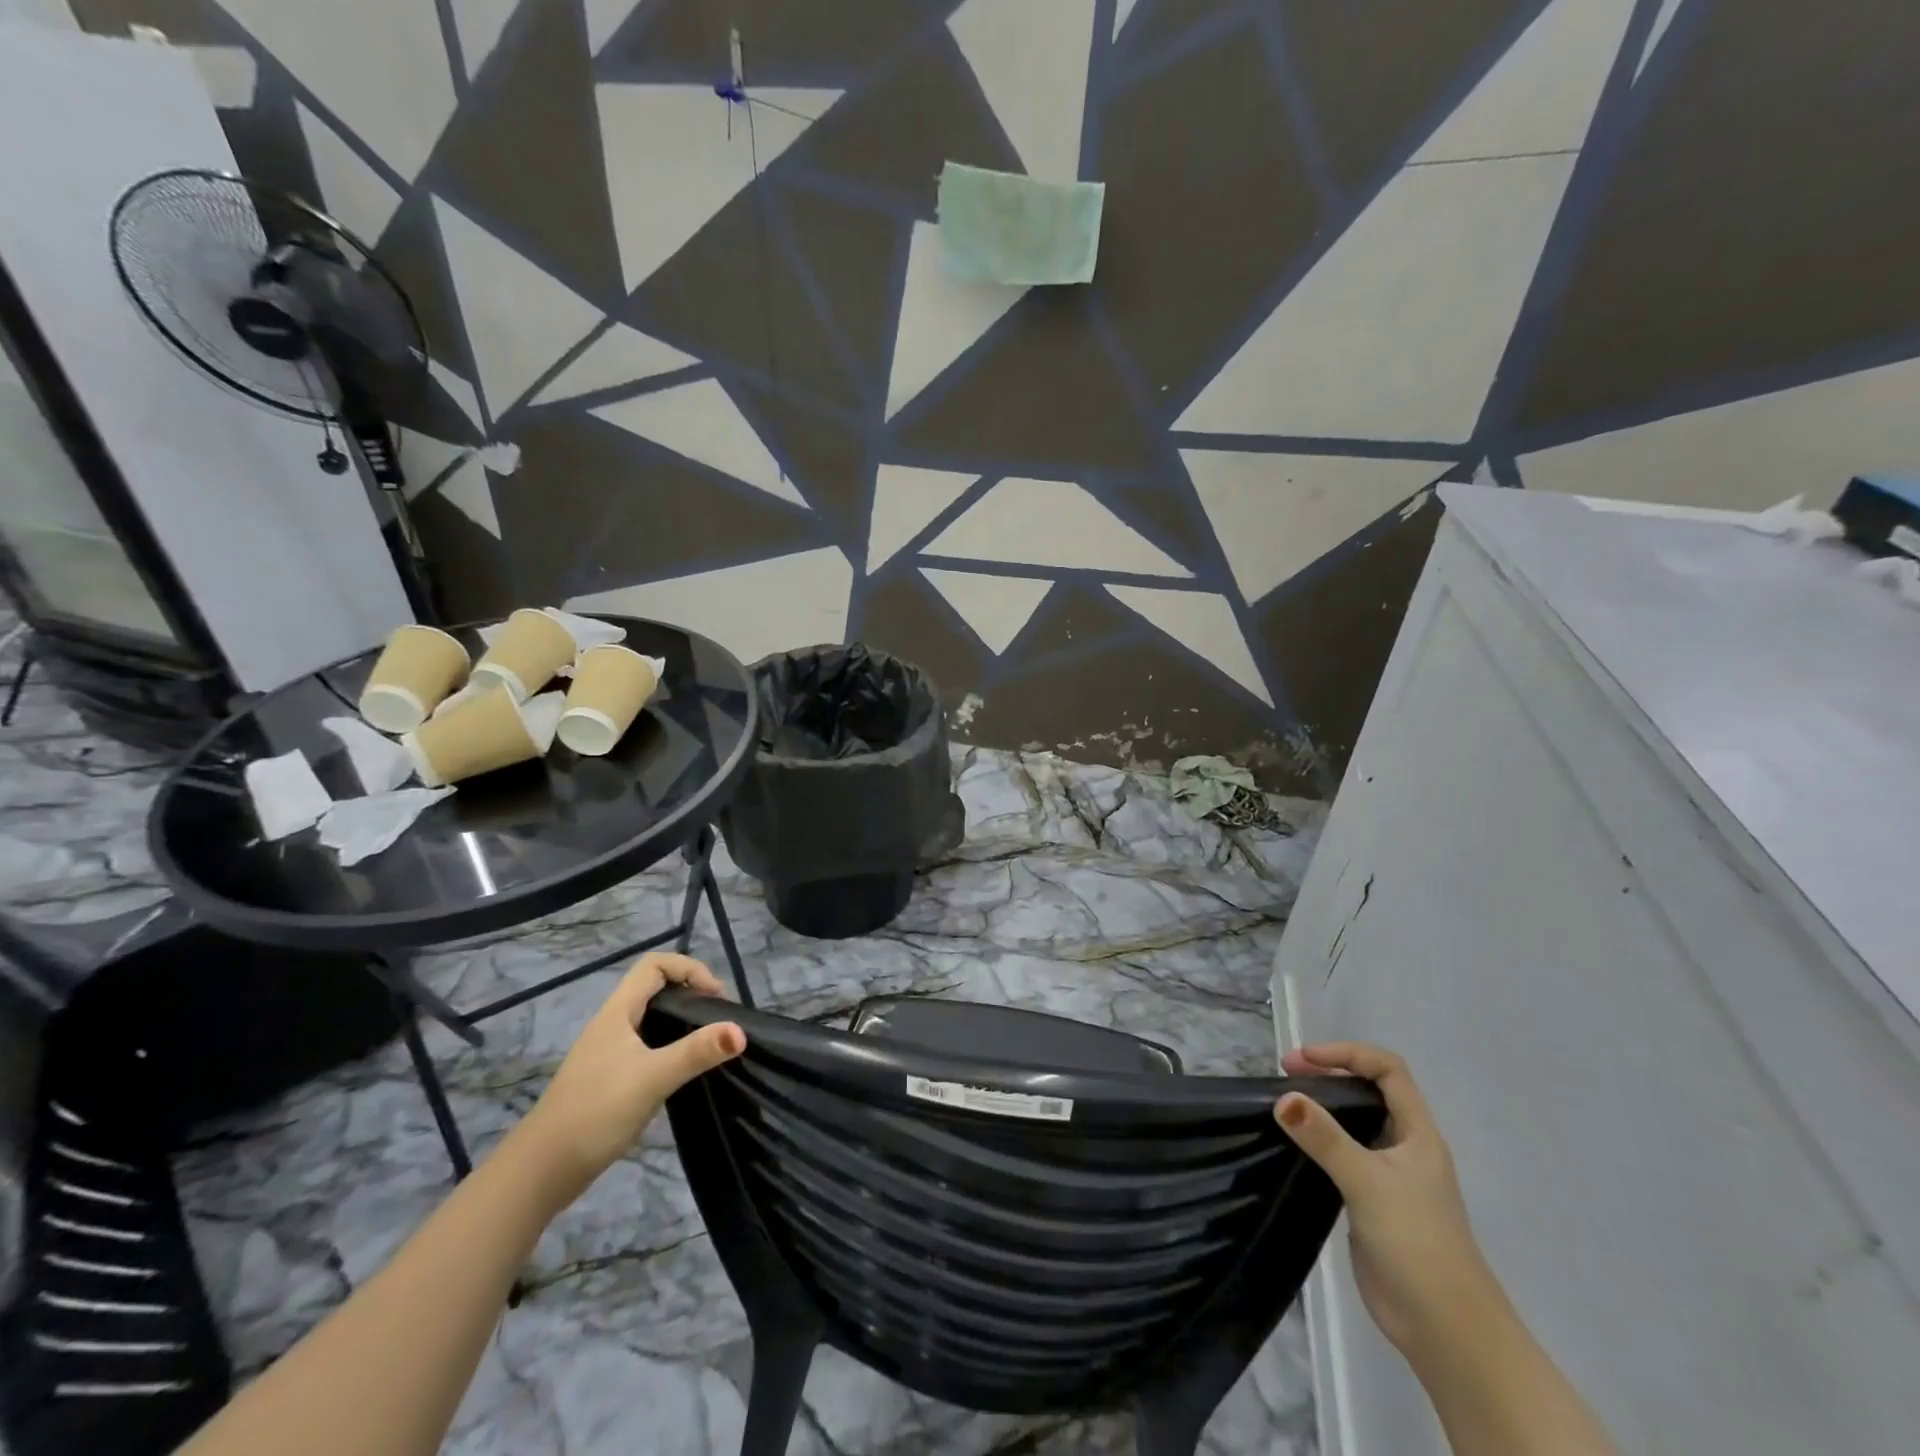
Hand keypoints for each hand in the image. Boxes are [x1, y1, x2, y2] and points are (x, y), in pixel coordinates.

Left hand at [514, 953, 743, 1203]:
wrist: (541, 1171)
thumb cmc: (596, 1112)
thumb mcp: (652, 1078)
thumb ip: (697, 1052)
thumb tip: (741, 1030)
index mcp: (617, 1012)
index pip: (655, 965)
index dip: (689, 969)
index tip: (716, 997)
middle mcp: (612, 1024)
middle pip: (655, 988)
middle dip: (691, 993)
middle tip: (719, 1019)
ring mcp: (608, 1052)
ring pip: (652, 1018)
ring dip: (682, 1021)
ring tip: (709, 1043)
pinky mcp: (609, 1078)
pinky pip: (647, 1045)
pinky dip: (671, 1047)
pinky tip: (683, 1072)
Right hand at [1276, 1042, 1501, 1358]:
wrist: (1446, 1330)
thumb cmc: (1418, 1244)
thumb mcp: (1368, 1182)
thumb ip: (1325, 1138)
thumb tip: (1283, 1098)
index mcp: (1418, 1133)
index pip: (1387, 1070)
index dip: (1346, 1054)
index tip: (1302, 1060)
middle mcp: (1404, 1147)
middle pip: (1369, 1091)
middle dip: (1329, 1074)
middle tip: (1285, 1075)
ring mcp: (1388, 1176)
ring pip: (1353, 1123)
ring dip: (1321, 1107)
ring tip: (1283, 1104)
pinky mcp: (1370, 1202)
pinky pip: (1341, 1155)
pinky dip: (1317, 1141)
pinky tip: (1292, 1146)